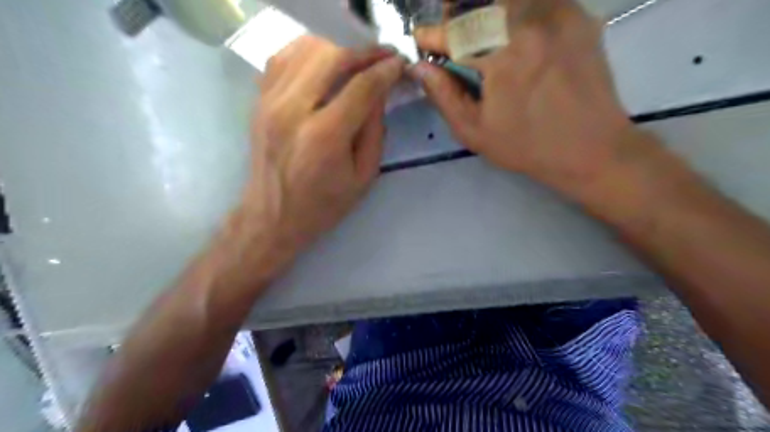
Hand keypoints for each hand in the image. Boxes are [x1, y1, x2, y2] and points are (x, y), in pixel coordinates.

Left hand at [242, 35, 408, 259]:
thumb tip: (380, 91)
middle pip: (332, 57)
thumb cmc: (323, 205)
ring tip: (356, 58)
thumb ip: (374, 131)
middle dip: (363, 51)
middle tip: (382, 56)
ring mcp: (270, 101)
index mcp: (325, 136)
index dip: (385, 70)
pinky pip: (282, 58)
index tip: (399, 63)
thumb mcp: (363, 175)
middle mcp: (293, 110)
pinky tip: (324, 60)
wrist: (273, 216)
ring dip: (336, 48)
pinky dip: (307, 51)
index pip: (361, 86)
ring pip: (305, 49)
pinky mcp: (259, 101)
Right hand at [415, 0, 637, 197]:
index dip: (433, 35)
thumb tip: (421, 68)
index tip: (421, 40)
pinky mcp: (579, 15)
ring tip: (477, 36)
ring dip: (484, 12)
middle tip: (450, 36)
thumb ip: (444, 96)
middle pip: (481, 2)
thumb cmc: (527, 146)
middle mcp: (533, 21)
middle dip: (457, 15)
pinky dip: (515, 12)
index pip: (456, 32)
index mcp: (504, 55)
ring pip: (509, 0)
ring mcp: (560, 13)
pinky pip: (536, 1)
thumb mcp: (475, 131)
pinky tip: (513, 34)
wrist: (591, 148)